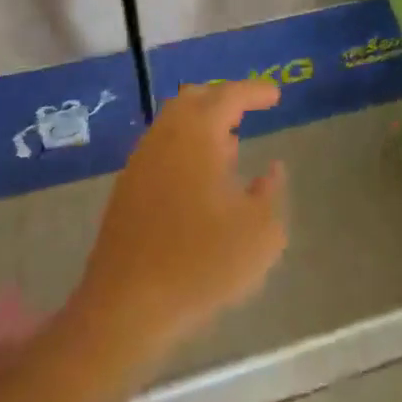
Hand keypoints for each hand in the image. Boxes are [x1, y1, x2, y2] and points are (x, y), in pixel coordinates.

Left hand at [72, 80, 288, 364]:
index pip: (229, 95)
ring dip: (202, 126)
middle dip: (222, 98)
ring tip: (230, 146)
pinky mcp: (125, 194)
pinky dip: (185, 150)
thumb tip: (271, 169)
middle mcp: (164, 138)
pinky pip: (161, 151)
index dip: (254, 91)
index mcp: (197, 135)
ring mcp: (140, 165)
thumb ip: (271, 192)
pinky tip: (201, 181)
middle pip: (192, 99)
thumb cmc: (200, 264)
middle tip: (248, 110)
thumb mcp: (260, 232)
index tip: (276, 95)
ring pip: (172, 125)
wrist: (125, 311)